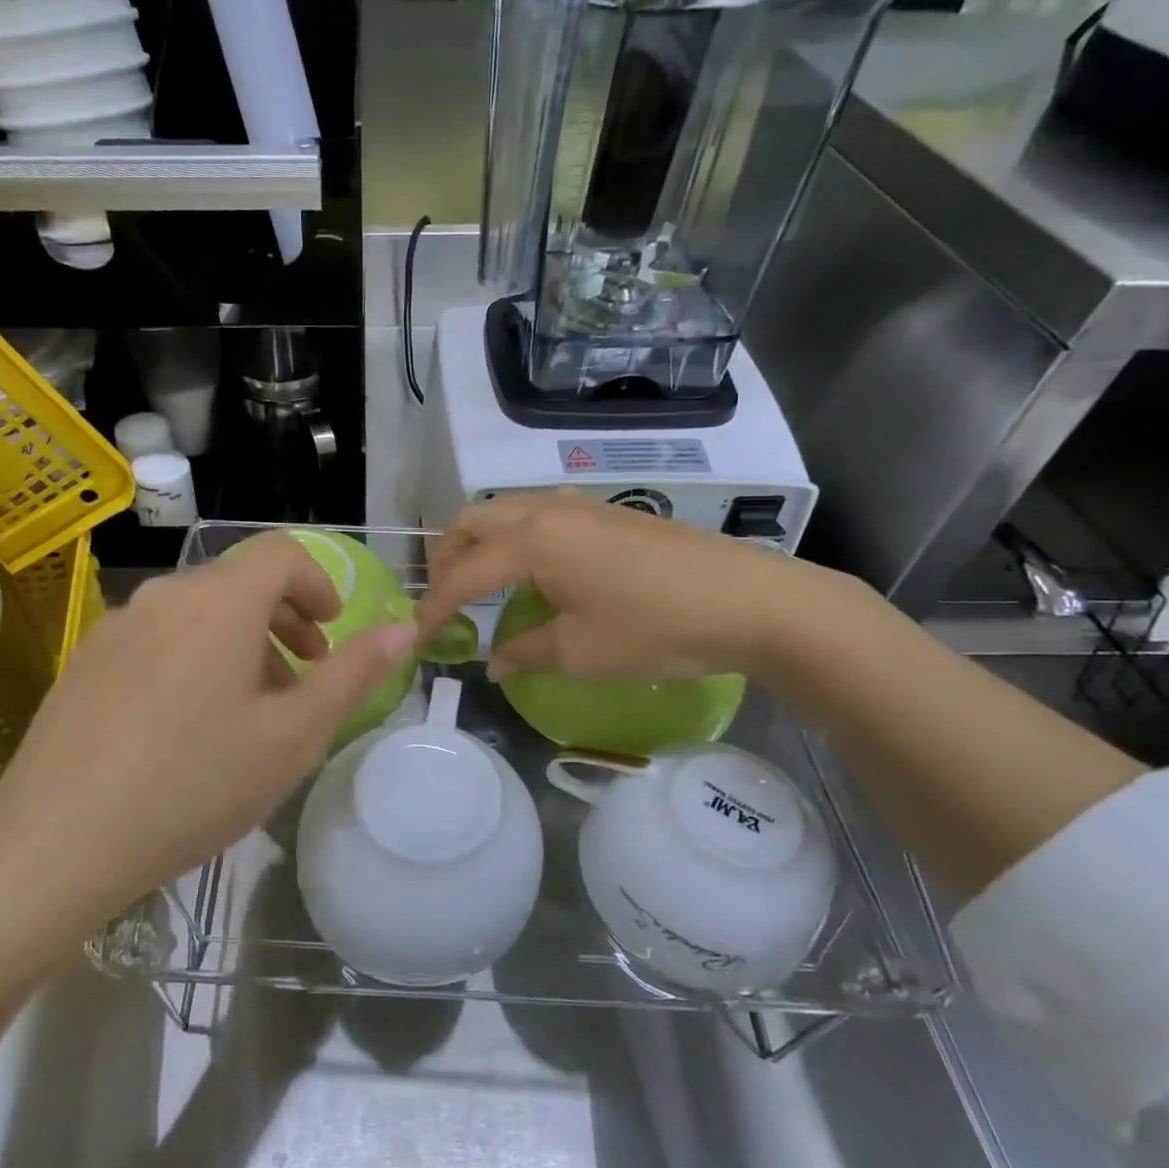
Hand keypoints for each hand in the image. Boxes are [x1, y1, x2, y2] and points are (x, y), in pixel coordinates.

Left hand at [0, 532, 416, 922]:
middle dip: (284, 619)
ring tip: (249, 707)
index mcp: (220, 602)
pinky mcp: (85, 659)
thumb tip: (402, 629)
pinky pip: (157, 637)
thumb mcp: (294, 735)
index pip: (281, 552)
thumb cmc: (194, 784)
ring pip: (197, 612)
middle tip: (304, 674)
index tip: (330, 633)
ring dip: (239, 642)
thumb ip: (353, 674)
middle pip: (239, 582)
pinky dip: (193, 656)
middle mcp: (165, 596)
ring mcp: (116, 626)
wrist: (58, 841)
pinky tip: (186, 724)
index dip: (318, 584)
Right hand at [416, 492, 843, 681]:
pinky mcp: (609, 513)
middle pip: (474, 521)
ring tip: (481, 585)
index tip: (418, 636)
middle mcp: (549, 510)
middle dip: (448, 558)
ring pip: (508, 511)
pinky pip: (541, 514)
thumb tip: (494, 661)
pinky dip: (516, 539)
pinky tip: (535, 573)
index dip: (436, 606)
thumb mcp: (580, 652)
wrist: (750, 601)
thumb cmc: (655, 628)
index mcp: (533, 541)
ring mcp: (582, 506)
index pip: (464, 573)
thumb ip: (525, 652)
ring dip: (482, 543)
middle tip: (444, 600)